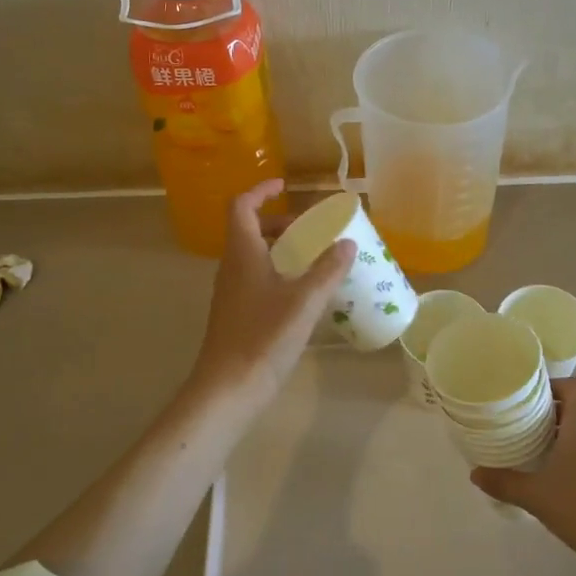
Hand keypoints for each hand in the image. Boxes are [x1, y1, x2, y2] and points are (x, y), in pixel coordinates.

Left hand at [184, 180, 355, 405]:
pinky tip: (302, 292)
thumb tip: (347, 244)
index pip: (242, 206)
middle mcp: (231, 267)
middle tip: (310, 228)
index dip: (261, 191)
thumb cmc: (263, 337)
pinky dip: (277, 271)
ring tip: (312, 257)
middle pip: (248, 229)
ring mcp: (231, 292)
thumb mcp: (304, 301)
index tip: (285, 186)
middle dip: (278, 221)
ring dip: (279, 247)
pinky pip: (255, 278)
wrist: (227, 389)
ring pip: (252, 255)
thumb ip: (327, 270)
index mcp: (242, 254)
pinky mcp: (236, 313)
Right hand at [472, 359, 575, 569]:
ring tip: (539, 449)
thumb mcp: (536, 496)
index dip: (552, 386)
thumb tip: (475, 473)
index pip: (572, 386)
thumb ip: (504, 482)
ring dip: (566, 434)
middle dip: (552, 413)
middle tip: (525, 424)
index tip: (529, 398)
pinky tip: (563, 476)